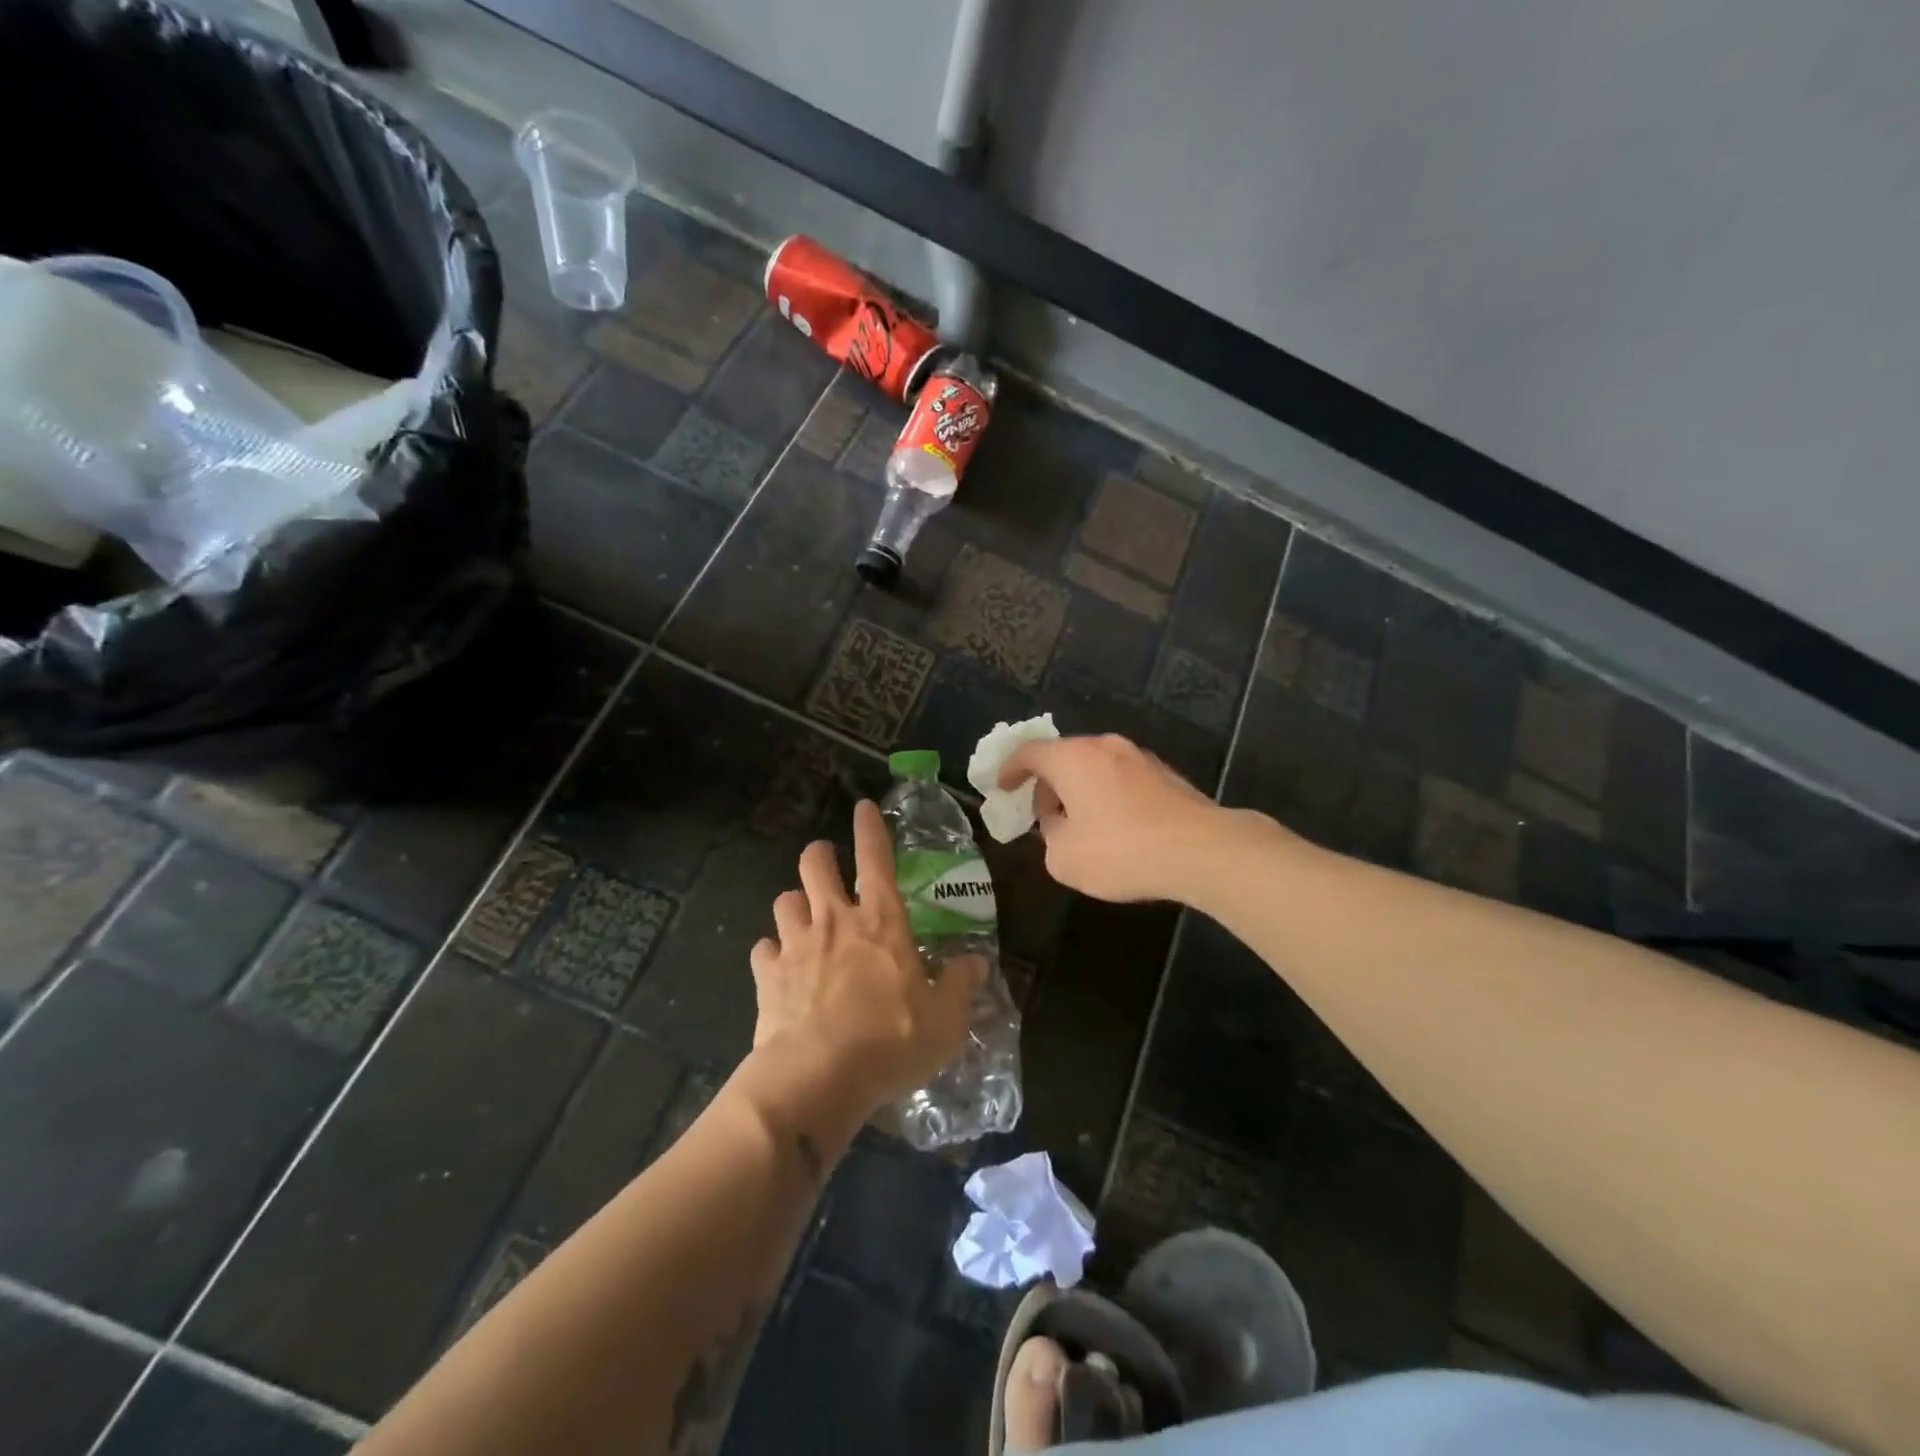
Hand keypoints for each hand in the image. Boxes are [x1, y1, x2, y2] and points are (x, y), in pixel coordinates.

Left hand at [749, 800, 983, 1110]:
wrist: (818, 1077)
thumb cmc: (890, 1042)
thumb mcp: (944, 1021)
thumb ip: (960, 987)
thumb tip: (977, 963)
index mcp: (882, 921)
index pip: (876, 858)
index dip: (870, 828)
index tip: (863, 807)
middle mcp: (835, 921)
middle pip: (815, 864)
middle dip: (819, 855)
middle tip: (826, 864)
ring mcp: (796, 945)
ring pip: (784, 900)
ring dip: (795, 904)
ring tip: (803, 918)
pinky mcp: (767, 976)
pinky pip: (763, 948)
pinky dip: (771, 952)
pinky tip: (779, 967)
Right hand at [998, 734, 1224, 901]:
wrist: (1201, 850)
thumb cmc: (1121, 851)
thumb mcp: (1065, 857)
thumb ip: (1050, 836)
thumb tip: (1060, 825)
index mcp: (1072, 758)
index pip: (1029, 752)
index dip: (1010, 768)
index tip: (1002, 786)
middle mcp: (1105, 747)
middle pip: (1064, 757)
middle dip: (1048, 784)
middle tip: (1043, 815)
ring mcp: (1140, 758)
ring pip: (1096, 767)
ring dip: (1080, 790)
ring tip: (1080, 825)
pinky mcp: (1167, 775)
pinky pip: (1123, 779)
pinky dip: (1108, 795)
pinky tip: (1116, 828)